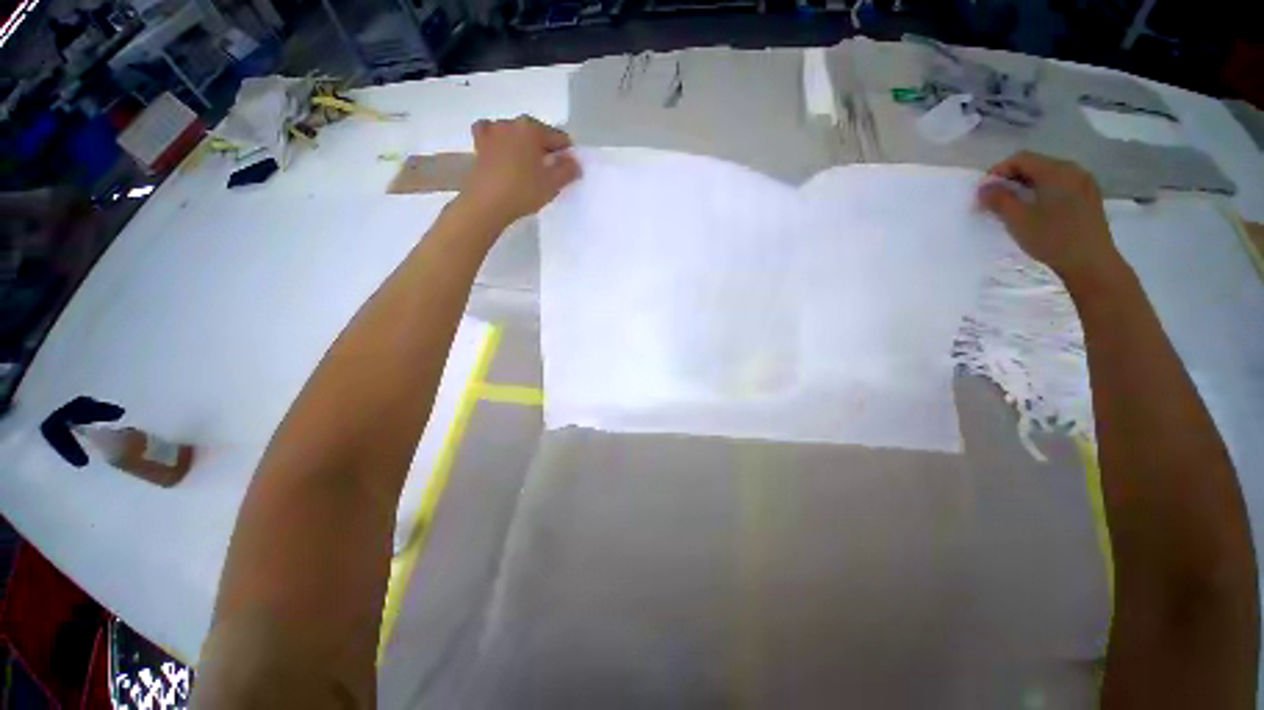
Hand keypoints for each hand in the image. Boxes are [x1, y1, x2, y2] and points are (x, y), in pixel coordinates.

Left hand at [457, 116, 579, 230]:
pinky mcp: (479, 143)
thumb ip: (568, 170)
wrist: (487, 203)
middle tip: (547, 173)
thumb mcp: (553, 184)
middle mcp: (512, 123)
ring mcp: (493, 131)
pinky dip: (498, 140)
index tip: (566, 172)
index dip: (567, 155)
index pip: (560, 138)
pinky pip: (491, 134)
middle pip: (538, 133)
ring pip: (516, 133)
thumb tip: (574, 162)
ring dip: (523, 145)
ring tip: (526, 166)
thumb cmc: (523, 191)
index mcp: (533, 129)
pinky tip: (501, 151)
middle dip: (545, 149)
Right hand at [978, 151, 1126, 288]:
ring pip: (1048, 176)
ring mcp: (1084, 183)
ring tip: (1013, 206)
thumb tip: (983, 187)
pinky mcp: (1088, 197)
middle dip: (1011, 179)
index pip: (1021, 159)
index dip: (998, 171)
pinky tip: (1035, 211)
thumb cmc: (1052, 238)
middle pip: (1035, 165)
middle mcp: (1072, 170)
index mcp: (1056, 171)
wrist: (1091, 262)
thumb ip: (998, 200)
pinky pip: (1060, 186)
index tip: (983, 191)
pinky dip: (1042, 192)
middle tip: (994, 200)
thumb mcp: (1018, 220)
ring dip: (1026, 186)